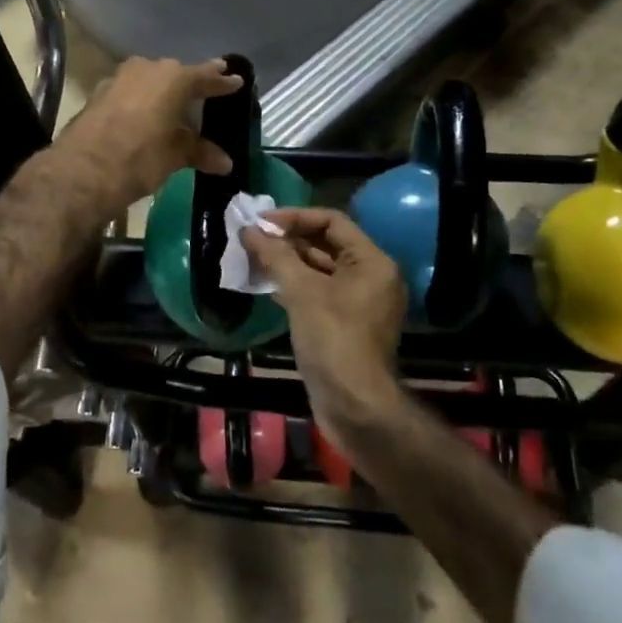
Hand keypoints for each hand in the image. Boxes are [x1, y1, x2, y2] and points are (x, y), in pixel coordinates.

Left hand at [54, 57, 242, 212]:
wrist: (81, 171)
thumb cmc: (139, 158)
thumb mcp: (174, 156)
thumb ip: (199, 152)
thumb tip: (225, 162)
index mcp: (172, 78)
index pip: (204, 76)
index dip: (221, 81)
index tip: (235, 80)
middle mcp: (146, 69)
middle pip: (175, 74)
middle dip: (191, 84)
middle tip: (207, 91)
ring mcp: (118, 79)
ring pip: (150, 81)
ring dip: (163, 92)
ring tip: (176, 107)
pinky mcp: (98, 94)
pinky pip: (130, 92)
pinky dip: (142, 101)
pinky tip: (146, 116)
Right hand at [241, 208, 406, 452]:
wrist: (354, 406)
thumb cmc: (333, 339)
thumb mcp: (302, 292)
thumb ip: (276, 256)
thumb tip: (249, 229)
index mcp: (372, 261)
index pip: (332, 221)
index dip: (295, 217)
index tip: (261, 221)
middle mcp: (372, 276)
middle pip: (327, 243)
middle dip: (289, 239)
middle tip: (253, 237)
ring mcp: (361, 302)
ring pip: (321, 269)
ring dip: (289, 262)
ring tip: (254, 257)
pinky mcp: (347, 323)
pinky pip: (320, 292)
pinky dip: (296, 285)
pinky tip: (267, 284)